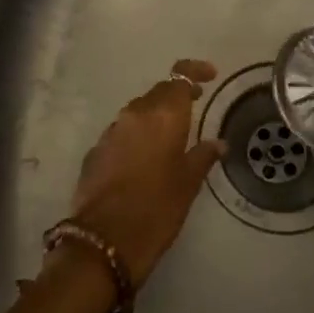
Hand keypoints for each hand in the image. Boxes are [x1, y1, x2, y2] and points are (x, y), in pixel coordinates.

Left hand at [64, 59, 224, 287]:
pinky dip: (137, 135)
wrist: (104, 240)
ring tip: (171, 135)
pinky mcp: (95, 151)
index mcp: (162, 115)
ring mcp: (111, 131)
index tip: (210, 75)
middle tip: (195, 106)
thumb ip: (202, 156)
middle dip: (176, 95)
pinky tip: (145, 158)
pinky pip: (122, 132)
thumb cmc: (156, 209)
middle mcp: (134, 114)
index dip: (194, 71)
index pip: (179, 76)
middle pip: (158, 93)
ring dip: (155, 116)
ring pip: (138, 112)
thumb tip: (218, 143)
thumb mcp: (188, 184)